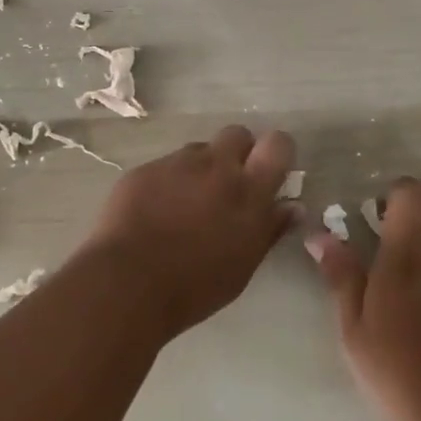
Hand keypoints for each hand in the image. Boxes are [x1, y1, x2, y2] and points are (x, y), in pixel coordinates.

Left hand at [80, 126, 296, 339]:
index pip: (278, 144)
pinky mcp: (146, 169)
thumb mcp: (243, 265)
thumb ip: (269, 229)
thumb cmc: (195, 285)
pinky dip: (168, 182)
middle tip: (228, 186)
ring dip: (201, 169)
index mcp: (248, 190)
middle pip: (237, 134)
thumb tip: (293, 206)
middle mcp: (216, 165)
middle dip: (238, 152)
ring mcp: (177, 163)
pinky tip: (155, 212)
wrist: (127, 282)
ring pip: (199, 150)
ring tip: (186, 205)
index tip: (270, 172)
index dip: (276, 152)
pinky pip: (166, 166)